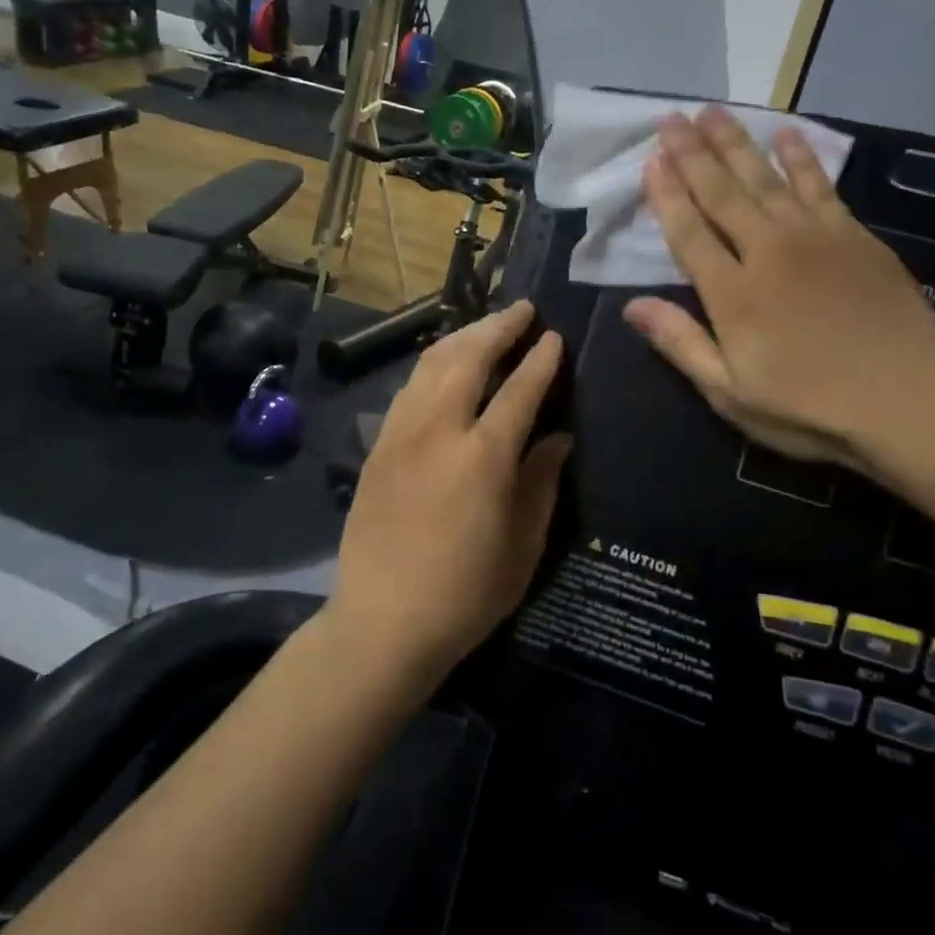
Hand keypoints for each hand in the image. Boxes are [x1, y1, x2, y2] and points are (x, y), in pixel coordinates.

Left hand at [331, 300, 571, 682]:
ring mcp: (400, 435)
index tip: (555, 337)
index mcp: (482, 457)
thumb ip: (541, 482)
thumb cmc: (465, 594)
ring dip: (463, 337)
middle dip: (498, 327)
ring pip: (431, 364)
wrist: (382, 623)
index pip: (519, 390)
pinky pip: (409, 388)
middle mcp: (438, 431)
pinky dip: (434, 365)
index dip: (540, 360)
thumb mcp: (523, 546)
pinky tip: (446, 366)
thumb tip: (558, 437)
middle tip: (523, 310)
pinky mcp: (377, 447)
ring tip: (487, 326)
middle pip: (468, 357)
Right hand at [623, 107, 934, 474]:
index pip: (689, 232)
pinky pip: (820, 185)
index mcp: (733, 294)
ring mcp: (816, 238)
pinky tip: (786, 135)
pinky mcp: (855, 237)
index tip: (651, 159)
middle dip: (693, 154)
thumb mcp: (730, 393)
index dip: (667, 195)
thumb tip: (632, 306)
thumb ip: (682, 343)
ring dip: (737, 143)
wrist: (907, 403)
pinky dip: (801, 158)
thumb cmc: (809, 408)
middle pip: (723, 193)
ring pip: (767, 179)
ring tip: (713, 112)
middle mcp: (768, 252)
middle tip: (671, 117)